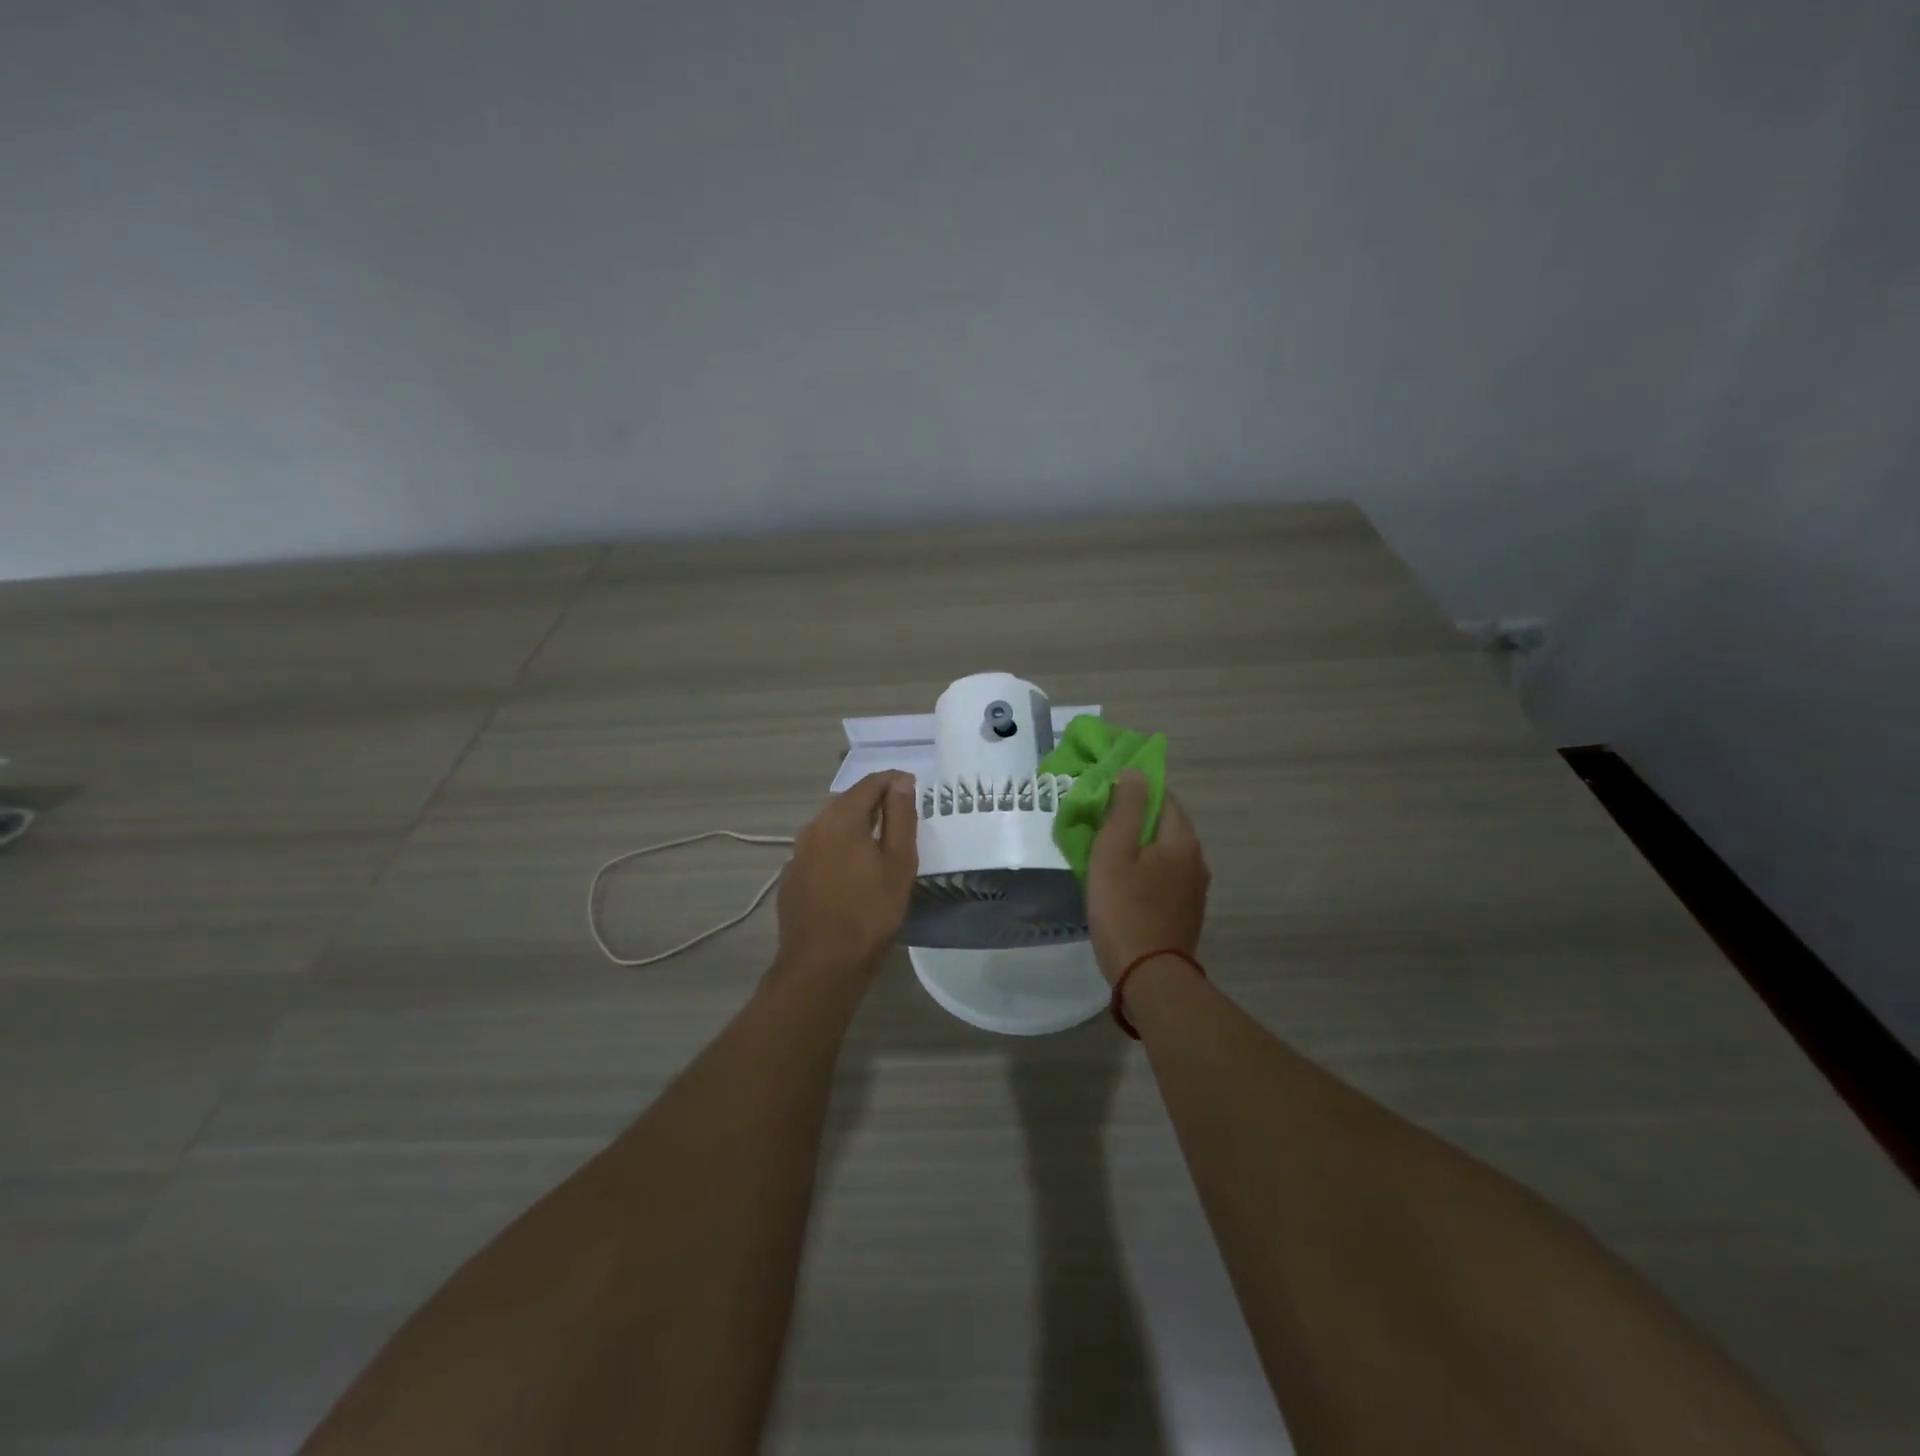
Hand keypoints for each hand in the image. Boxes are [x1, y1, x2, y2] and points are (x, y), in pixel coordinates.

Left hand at [773, 771, 918, 984]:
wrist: (822, 965)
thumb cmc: (870, 912)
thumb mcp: (898, 863)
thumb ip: (901, 816)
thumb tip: (902, 781)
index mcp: (840, 818)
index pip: (869, 783)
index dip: (893, 781)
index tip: (913, 788)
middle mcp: (813, 827)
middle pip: (847, 802)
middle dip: (874, 802)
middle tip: (901, 816)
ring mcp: (797, 853)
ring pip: (831, 826)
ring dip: (855, 825)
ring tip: (880, 843)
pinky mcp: (792, 877)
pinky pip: (819, 849)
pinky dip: (838, 848)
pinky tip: (852, 871)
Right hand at [1086, 770, 1209, 985]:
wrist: (1148, 975)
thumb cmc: (1125, 907)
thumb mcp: (1115, 850)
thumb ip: (1126, 807)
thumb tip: (1135, 773)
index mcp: (1182, 840)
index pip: (1163, 797)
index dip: (1135, 791)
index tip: (1106, 796)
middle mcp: (1197, 860)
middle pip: (1165, 826)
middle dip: (1135, 820)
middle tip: (1099, 826)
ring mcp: (1195, 890)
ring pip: (1164, 854)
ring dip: (1140, 848)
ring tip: (1107, 855)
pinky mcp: (1186, 914)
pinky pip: (1165, 879)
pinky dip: (1145, 872)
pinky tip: (1123, 885)